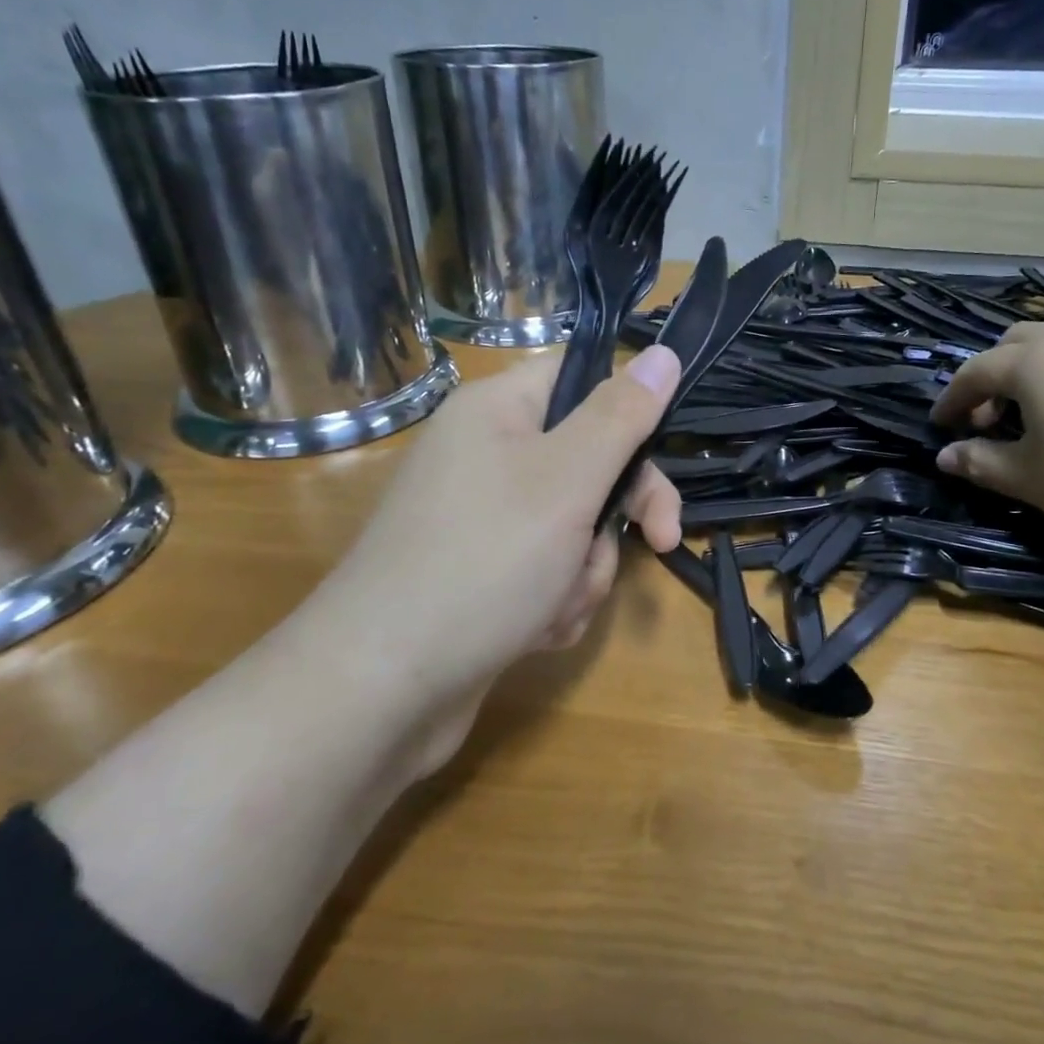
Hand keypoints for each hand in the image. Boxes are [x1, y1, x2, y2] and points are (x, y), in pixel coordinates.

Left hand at [348, 340, 679, 659]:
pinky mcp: (481, 576)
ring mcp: (481, 521)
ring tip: (553, 604)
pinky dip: (554, 601)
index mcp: (496, 412)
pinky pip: (547, 571)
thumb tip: (661, 352)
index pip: (580, 376)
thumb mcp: (568, 480)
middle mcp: (485, 457)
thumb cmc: (484, 563)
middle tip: (659, 541)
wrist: (380, 691)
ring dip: (584, 570)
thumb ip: (620, 415)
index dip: (629, 409)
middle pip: (588, 460)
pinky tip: (533, 631)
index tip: (662, 453)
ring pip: (575, 527)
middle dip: (615, 515)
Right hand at [928, 322, 1043, 571]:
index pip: (977, 370)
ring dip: (1033, 379)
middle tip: (987, 420)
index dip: (952, 399)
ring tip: (1035, 426)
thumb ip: (983, 462)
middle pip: (1018, 344)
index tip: (939, 426)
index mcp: (1039, 361)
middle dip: (992, 377)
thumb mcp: (1034, 482)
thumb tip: (946, 455)